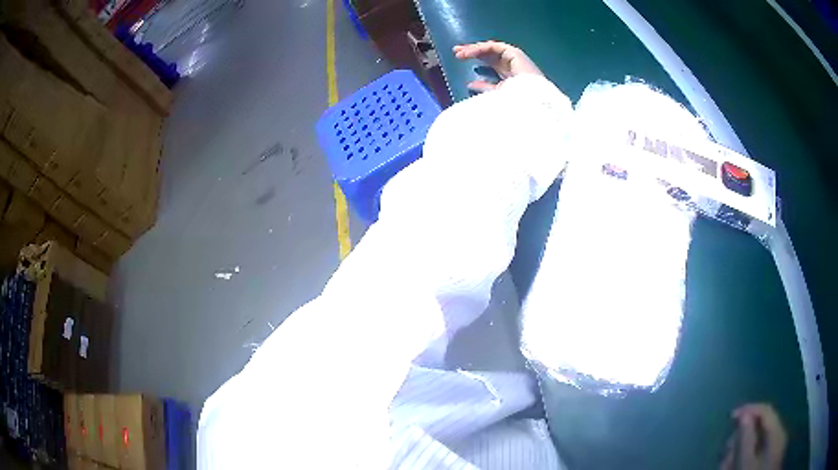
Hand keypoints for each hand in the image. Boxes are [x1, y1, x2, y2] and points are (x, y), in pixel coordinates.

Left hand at [453, 41, 542, 91]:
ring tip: (460, 52)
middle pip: (489, 55)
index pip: (490, 64)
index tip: (460, 60)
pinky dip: (480, 48)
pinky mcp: (515, 53)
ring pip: (491, 49)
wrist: (532, 100)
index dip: (476, 61)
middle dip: (472, 52)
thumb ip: (484, 88)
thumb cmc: (518, 102)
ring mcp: (514, 58)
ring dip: (474, 49)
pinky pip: (494, 47)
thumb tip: (470, 84)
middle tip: (457, 52)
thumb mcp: (496, 94)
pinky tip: (468, 53)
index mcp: (509, 75)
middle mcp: (511, 65)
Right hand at [721, 404, 786, 469]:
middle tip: (726, 449)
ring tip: (728, 462)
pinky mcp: (772, 457)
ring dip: (743, 448)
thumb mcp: (746, 463)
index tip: (731, 416)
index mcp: (777, 430)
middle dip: (743, 435)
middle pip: (762, 425)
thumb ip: (746, 440)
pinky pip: (760, 450)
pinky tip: (738, 464)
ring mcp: (777, 446)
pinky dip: (748, 455)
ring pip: (759, 439)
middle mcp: (780, 433)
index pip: (766, 409)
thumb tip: (744, 416)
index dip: (749, 409)